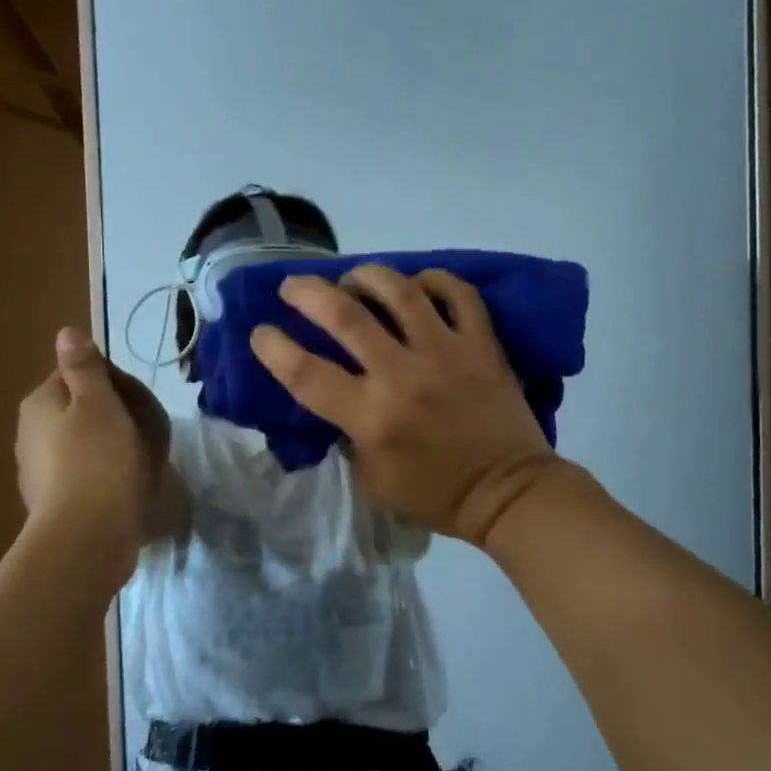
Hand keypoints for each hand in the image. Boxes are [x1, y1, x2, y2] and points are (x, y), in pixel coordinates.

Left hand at [15, 328, 170, 564]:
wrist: (87, 536)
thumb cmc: (98, 459)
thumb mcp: (98, 402)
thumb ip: (84, 367)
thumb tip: (66, 333)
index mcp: (39, 404)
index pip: (76, 375)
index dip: (111, 382)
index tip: (137, 399)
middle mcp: (31, 434)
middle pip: (81, 410)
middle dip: (114, 415)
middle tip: (147, 430)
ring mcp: (40, 472)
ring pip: (85, 443)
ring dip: (112, 446)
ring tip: (144, 461)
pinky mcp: (56, 503)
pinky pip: (87, 475)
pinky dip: (106, 475)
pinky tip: (128, 487)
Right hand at [249, 267, 564, 548]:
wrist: (508, 492)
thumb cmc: (436, 494)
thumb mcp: (372, 480)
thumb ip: (348, 434)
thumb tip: (337, 394)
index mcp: (371, 418)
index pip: (306, 373)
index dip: (274, 347)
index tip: (261, 332)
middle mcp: (403, 376)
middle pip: (346, 316)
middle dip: (308, 293)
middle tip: (292, 287)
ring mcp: (447, 353)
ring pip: (400, 291)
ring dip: (367, 276)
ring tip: (354, 278)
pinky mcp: (482, 344)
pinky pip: (458, 294)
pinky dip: (434, 280)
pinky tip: (417, 285)